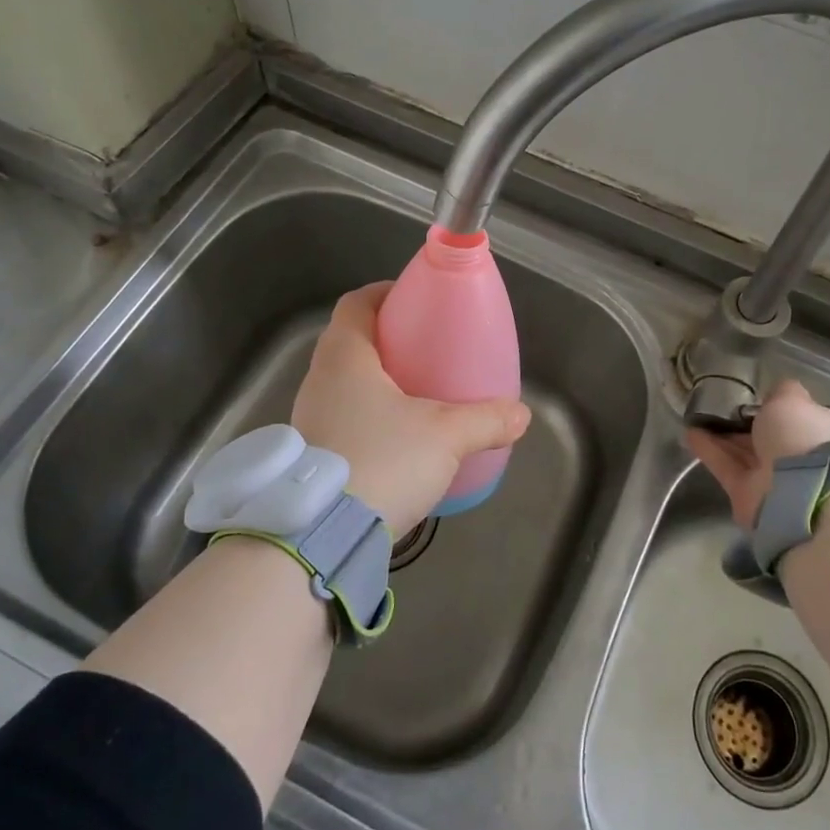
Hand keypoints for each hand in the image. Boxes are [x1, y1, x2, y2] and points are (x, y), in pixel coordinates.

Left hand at [292, 283, 531, 529]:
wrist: (322, 535)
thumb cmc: (383, 460)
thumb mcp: (446, 436)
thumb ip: (486, 420)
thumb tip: (521, 415)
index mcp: (344, 357)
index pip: (355, 304)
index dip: (384, 294)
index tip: (415, 300)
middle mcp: (318, 380)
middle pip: (350, 342)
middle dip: (388, 340)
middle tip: (426, 350)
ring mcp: (308, 419)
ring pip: (344, 383)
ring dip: (377, 381)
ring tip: (417, 396)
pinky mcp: (310, 454)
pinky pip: (342, 417)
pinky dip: (368, 416)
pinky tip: (397, 440)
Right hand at [685, 379, 829, 526]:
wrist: (799, 492)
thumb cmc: (801, 436)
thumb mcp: (791, 400)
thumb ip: (780, 393)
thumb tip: (774, 393)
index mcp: (816, 433)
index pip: (794, 418)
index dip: (774, 406)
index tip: (753, 396)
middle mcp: (797, 457)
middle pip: (765, 437)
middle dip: (744, 422)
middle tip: (717, 403)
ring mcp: (772, 478)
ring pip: (743, 452)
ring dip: (721, 434)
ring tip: (696, 414)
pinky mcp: (746, 494)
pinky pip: (726, 466)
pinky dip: (709, 449)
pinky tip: (690, 431)